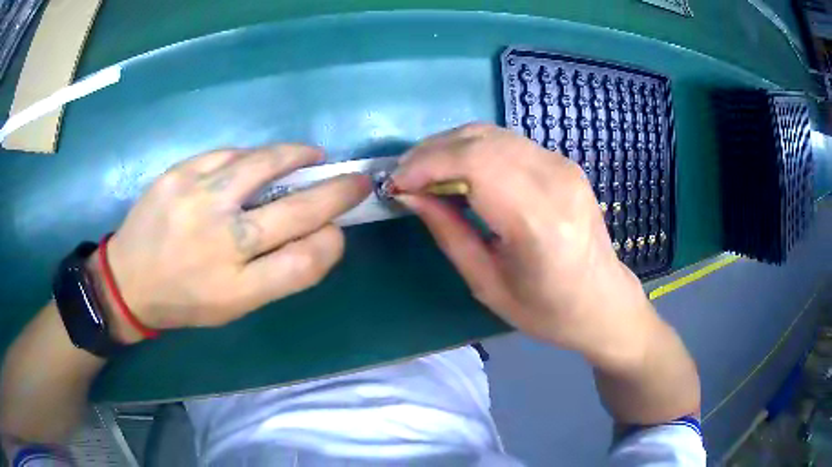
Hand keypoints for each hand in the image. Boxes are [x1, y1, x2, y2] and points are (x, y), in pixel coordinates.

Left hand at [97, 145, 370, 342]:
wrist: (127, 280)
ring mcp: (198, 201)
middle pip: (296, 211)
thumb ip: (277, 273)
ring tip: (311, 155)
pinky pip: (228, 155)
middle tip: (355, 180)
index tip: (338, 230)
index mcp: (238, 288)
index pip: (306, 261)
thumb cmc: (184, 300)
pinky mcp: (178, 174)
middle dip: (337, 192)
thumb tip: (317, 234)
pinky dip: (251, 156)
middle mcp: (221, 242)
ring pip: (264, 165)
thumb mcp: (234, 305)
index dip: (332, 242)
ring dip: (297, 157)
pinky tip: (257, 160)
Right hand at [393, 124, 657, 368]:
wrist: (602, 301)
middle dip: (431, 152)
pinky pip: (508, 141)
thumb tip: (410, 195)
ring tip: (424, 173)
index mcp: (539, 222)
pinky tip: (459, 171)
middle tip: (404, 177)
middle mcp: (555, 181)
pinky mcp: (564, 163)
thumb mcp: (487, 284)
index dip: (425, 165)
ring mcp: (563, 166)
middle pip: (480, 140)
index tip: (395, 184)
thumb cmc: (547, 310)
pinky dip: (473, 148)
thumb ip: (448, 232)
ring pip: (492, 133)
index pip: (473, 164)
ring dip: (450, 146)